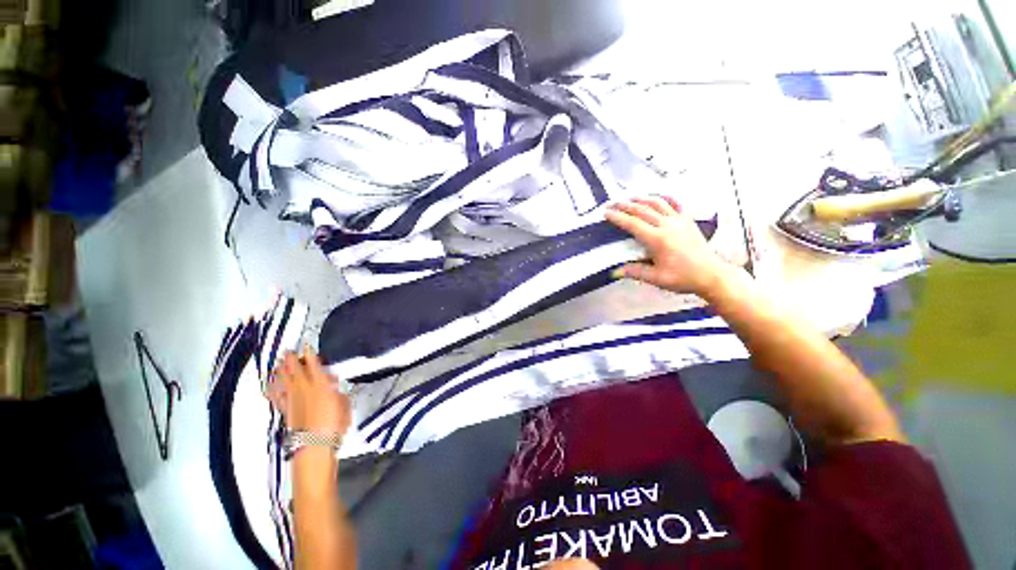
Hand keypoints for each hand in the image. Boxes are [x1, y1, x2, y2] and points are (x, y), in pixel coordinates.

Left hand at [266, 346, 350, 435]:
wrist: (315, 443)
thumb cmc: (335, 422)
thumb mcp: (344, 402)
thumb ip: (337, 390)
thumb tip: (331, 383)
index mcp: (321, 383)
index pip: (313, 363)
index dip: (309, 353)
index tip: (306, 344)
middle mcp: (303, 387)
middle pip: (294, 368)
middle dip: (291, 358)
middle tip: (289, 351)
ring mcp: (292, 398)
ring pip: (283, 379)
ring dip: (281, 369)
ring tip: (279, 362)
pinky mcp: (285, 409)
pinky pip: (276, 395)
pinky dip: (272, 388)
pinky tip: (268, 384)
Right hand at [605, 196, 729, 296]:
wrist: (712, 274)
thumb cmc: (683, 277)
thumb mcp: (656, 278)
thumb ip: (635, 271)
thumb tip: (614, 271)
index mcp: (658, 239)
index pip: (633, 224)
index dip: (618, 218)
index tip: (606, 213)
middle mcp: (668, 225)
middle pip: (642, 210)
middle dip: (625, 205)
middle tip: (612, 204)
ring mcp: (679, 220)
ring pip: (657, 203)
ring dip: (641, 199)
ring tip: (629, 198)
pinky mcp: (688, 220)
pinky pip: (675, 204)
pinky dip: (663, 198)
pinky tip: (656, 197)